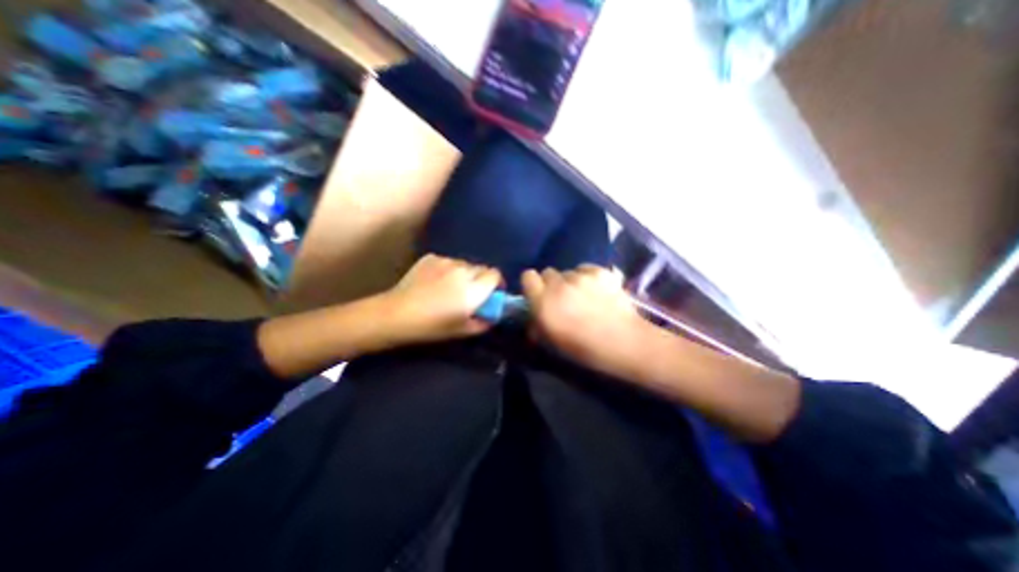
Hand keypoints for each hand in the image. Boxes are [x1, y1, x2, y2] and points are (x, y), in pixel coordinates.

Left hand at [384, 255, 503, 343]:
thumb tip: (492, 316)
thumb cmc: (431, 326)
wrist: (396, 314)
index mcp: (473, 290)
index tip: (492, 293)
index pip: (495, 275)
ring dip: (464, 274)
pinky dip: (448, 270)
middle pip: (481, 268)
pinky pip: (448, 261)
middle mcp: (463, 271)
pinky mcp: (431, 257)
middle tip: (471, 293)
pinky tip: (436, 281)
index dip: (496, 283)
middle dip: (481, 279)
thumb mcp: (462, 331)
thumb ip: (483, 322)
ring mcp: (446, 261)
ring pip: (464, 264)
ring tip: (451, 287)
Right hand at [526, 264, 643, 380]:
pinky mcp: (599, 272)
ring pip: (567, 271)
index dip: (532, 284)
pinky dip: (587, 277)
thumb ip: (537, 326)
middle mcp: (559, 285)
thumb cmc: (585, 349)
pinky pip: (585, 268)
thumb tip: (533, 318)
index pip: (527, 276)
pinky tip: (597, 291)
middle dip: (551, 284)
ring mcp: (580, 276)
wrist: (624, 342)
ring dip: (570, 282)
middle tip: (563, 298)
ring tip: (584, 296)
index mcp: (543, 303)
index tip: (539, 294)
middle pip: (547, 272)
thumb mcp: (553, 343)